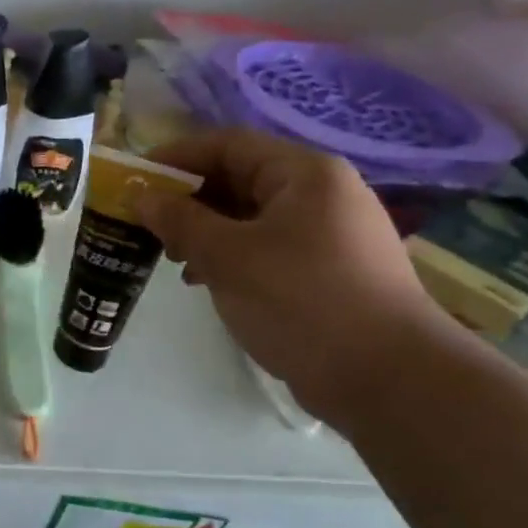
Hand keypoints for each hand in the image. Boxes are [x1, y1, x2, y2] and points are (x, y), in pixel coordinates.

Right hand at [137, 129, 451, 422]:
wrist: (392, 383)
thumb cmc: (303, 301)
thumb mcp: (228, 256)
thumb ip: (179, 219)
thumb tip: (140, 195)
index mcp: (305, 173)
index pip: (227, 145)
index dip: (176, 157)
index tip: (135, 179)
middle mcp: (322, 193)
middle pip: (239, 179)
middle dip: (189, 200)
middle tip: (149, 225)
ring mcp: (330, 233)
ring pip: (251, 216)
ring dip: (206, 232)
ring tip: (175, 260)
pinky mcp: (330, 271)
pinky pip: (268, 247)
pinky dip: (232, 256)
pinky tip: (206, 282)